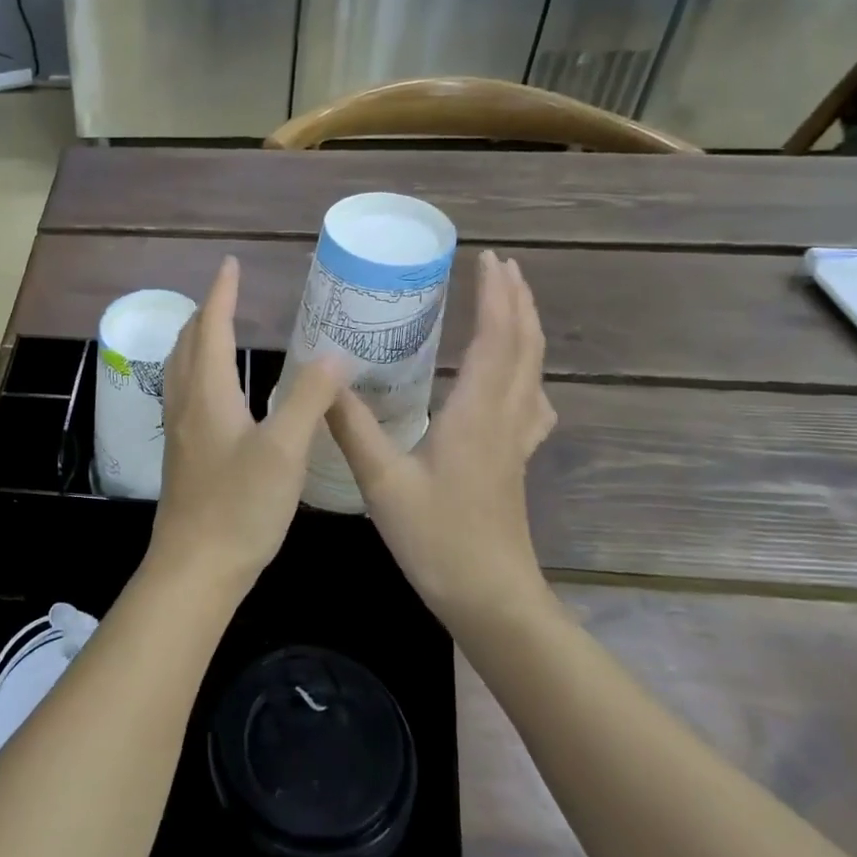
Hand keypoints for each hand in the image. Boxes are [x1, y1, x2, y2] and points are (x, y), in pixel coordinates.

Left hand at [150, 257, 348, 594]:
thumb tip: (333, 354)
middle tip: (227, 293)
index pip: (209, 326)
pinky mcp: (182, 454)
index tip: (230, 265)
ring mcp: (178, 430)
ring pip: (180, 368)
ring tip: (217, 329)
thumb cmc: (239, 506)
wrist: (195, 566)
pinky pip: (184, 392)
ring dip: (196, 339)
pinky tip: (214, 391)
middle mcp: (185, 403)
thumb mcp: (284, 450)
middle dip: (204, 312)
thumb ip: (308, 398)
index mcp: (207, 393)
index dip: (221, 293)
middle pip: (187, 343)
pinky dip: (197, 369)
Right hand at [326, 250, 557, 624]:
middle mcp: (505, 418)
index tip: (486, 259)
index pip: (496, 340)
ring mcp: (516, 441)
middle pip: (524, 347)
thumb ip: (354, 427)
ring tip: (509, 303)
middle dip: (516, 300)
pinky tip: (516, 380)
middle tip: (500, 265)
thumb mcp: (383, 482)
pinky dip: (526, 372)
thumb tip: (324, 380)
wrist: (491, 598)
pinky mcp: (515, 460)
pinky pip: (531, 401)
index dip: (495, 296)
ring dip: (525, 329)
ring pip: (533, 371)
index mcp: (477, 414)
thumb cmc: (438, 538)